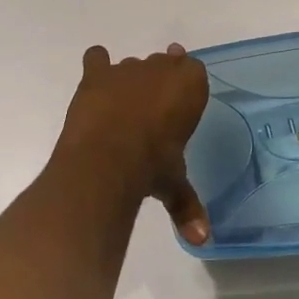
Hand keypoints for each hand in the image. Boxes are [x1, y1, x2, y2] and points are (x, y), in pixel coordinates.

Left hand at [55, 43, 210, 242]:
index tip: (179, 105)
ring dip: (129, 80)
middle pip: (162, 64)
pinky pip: (97, 58)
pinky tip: (96, 81)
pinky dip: (97, 66)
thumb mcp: (174, 184)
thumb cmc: (153, 166)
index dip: (185, 87)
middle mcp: (160, 68)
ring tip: (123, 107)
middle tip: (152, 111)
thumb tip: (202, 240)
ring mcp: (126, 68)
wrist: (108, 158)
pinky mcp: (96, 75)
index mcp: (190, 85)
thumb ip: (187, 205)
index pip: (194, 72)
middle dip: (158, 83)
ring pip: (132, 65)